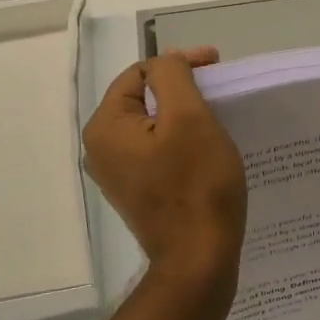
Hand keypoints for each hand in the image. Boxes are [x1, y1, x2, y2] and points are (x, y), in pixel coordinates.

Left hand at [83, 49, 247, 277]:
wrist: (199, 259)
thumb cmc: (197, 185)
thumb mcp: (190, 118)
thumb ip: (173, 76)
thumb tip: (167, 60)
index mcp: (105, 127)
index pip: (141, 74)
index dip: (179, 63)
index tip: (217, 65)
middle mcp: (100, 149)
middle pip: (144, 99)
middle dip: (181, 88)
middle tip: (218, 90)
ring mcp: (117, 174)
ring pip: (152, 126)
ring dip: (183, 115)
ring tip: (216, 116)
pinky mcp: (137, 192)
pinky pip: (156, 151)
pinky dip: (180, 141)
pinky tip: (205, 148)